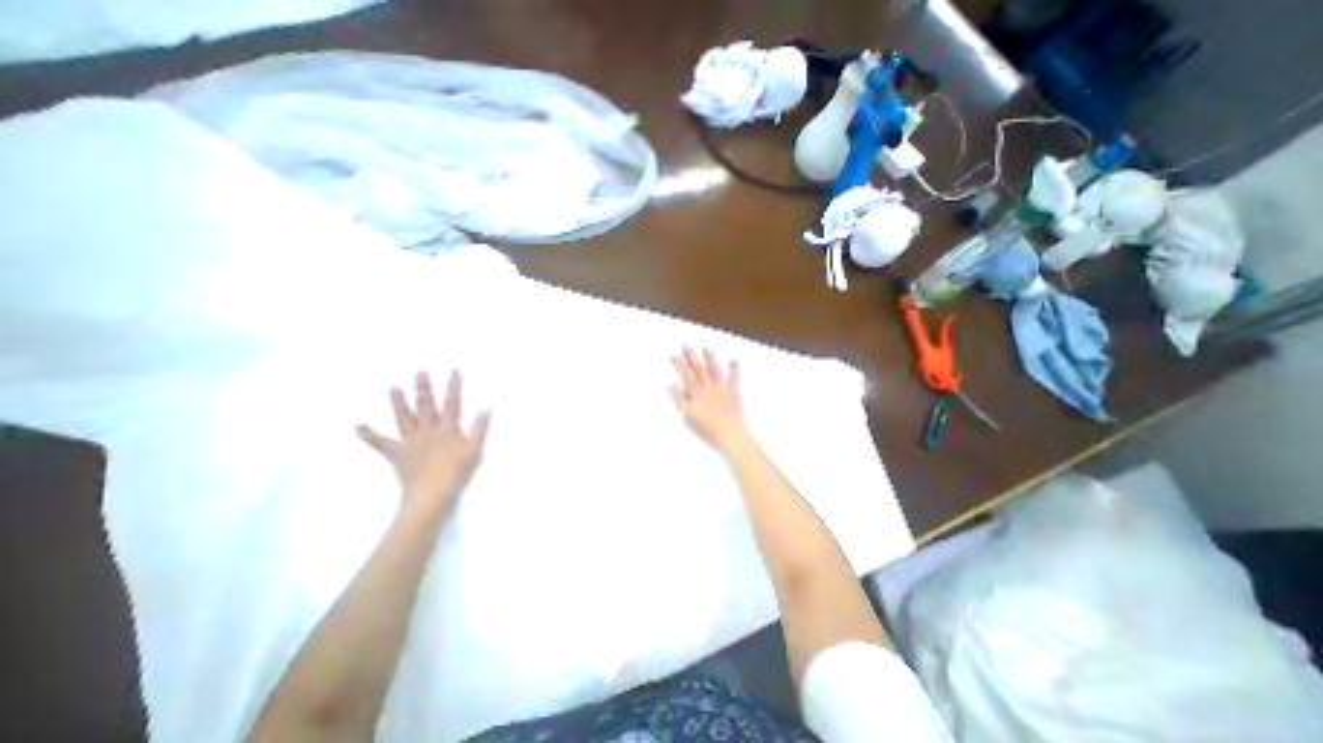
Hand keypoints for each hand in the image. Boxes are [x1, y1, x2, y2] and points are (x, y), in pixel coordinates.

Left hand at [357, 373, 489, 522]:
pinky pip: (381, 444)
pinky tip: (359, 426)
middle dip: (423, 388)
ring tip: (393, 388)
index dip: (453, 386)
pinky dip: (370, 435)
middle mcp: (428, 431)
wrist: (431, 494)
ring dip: (398, 403)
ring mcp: (411, 442)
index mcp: (448, 429)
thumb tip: (487, 407)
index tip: (453, 370)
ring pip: (404, 418)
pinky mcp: (397, 455)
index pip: (452, 403)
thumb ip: (480, 428)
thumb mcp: (475, 450)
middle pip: (425, 406)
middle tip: (419, 372)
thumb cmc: (457, 472)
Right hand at [666, 346, 748, 451]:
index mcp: (697, 392)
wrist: (731, 434)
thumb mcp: (688, 416)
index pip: (686, 375)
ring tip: (706, 348)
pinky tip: (733, 360)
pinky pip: (734, 378)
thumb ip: (679, 399)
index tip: (674, 355)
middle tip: (686, 345)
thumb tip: (670, 384)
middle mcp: (709, 386)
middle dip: (692, 356)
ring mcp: (722, 388)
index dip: (680, 364)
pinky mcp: (734, 392)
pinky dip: (734, 369)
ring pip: (715, 369)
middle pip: (699, 369)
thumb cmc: (708, 428)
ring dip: (710, 358)